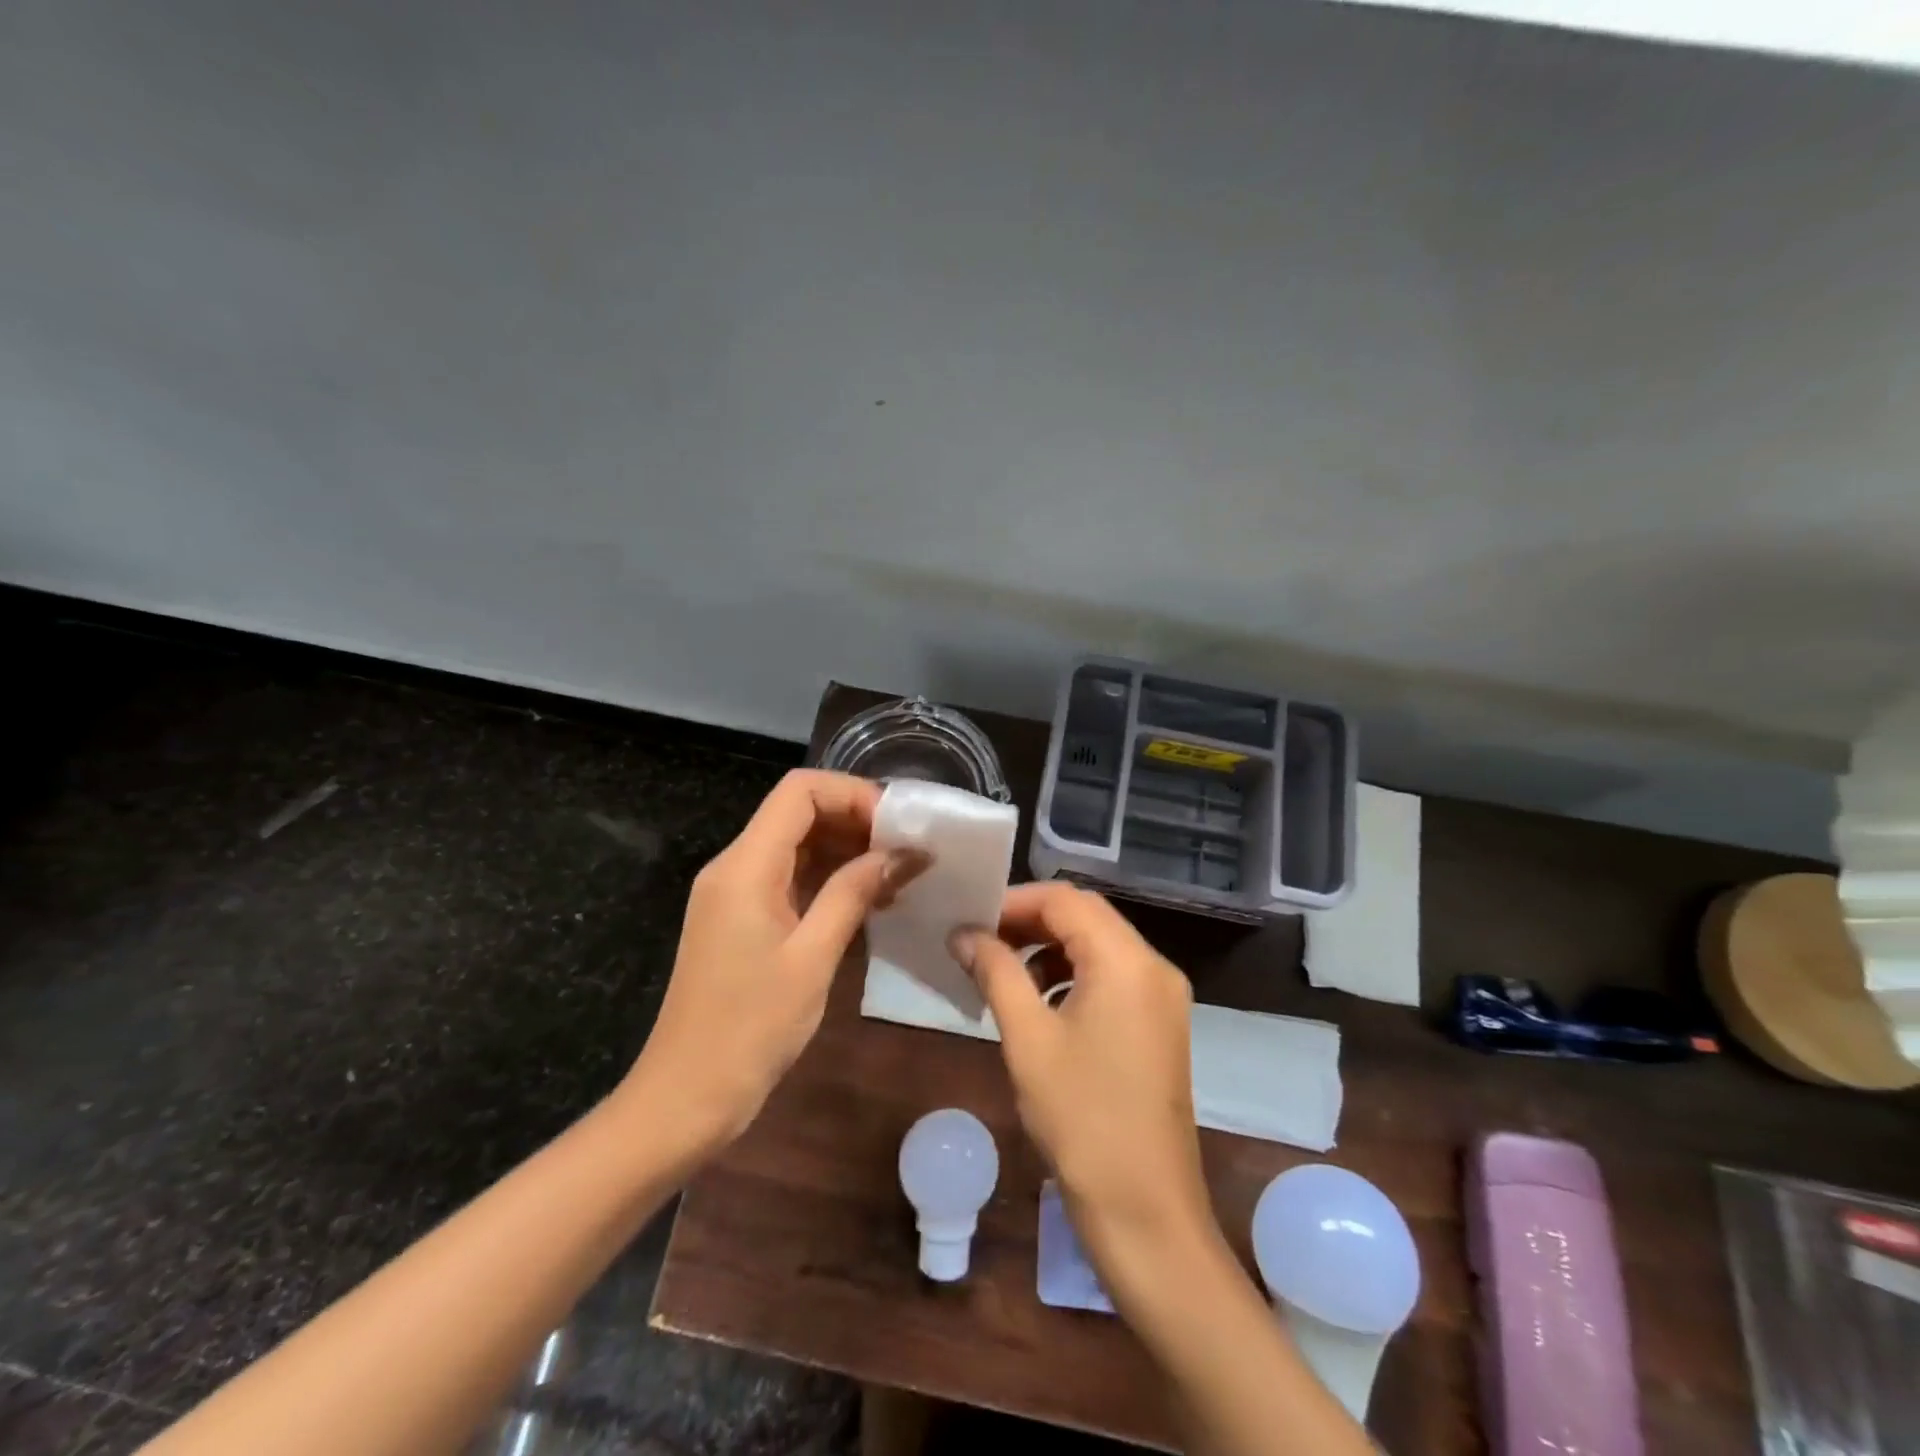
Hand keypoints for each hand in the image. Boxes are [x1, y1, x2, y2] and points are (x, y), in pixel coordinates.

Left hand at [624, 770, 920, 1148]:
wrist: (685, 1097)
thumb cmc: (750, 1029)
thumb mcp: (812, 958)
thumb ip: (854, 893)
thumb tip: (904, 852)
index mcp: (745, 866)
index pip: (800, 791)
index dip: (853, 794)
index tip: (899, 825)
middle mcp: (735, 867)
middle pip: (799, 812)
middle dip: (857, 820)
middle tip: (909, 849)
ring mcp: (736, 893)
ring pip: (797, 844)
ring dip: (848, 850)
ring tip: (900, 874)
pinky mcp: (742, 919)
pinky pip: (790, 878)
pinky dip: (830, 878)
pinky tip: (870, 899)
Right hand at [952, 884, 1212, 1256]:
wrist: (1146, 1213)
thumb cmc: (1082, 1119)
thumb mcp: (1028, 1038)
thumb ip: (995, 972)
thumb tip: (963, 933)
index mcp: (1127, 961)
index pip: (1066, 899)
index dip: (1014, 901)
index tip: (970, 920)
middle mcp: (1154, 967)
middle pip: (1086, 917)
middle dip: (1029, 922)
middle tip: (979, 941)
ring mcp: (1163, 997)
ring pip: (1099, 946)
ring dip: (1050, 949)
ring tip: (1002, 973)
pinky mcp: (1160, 1025)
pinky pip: (1112, 977)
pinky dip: (1073, 976)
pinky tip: (1040, 1005)